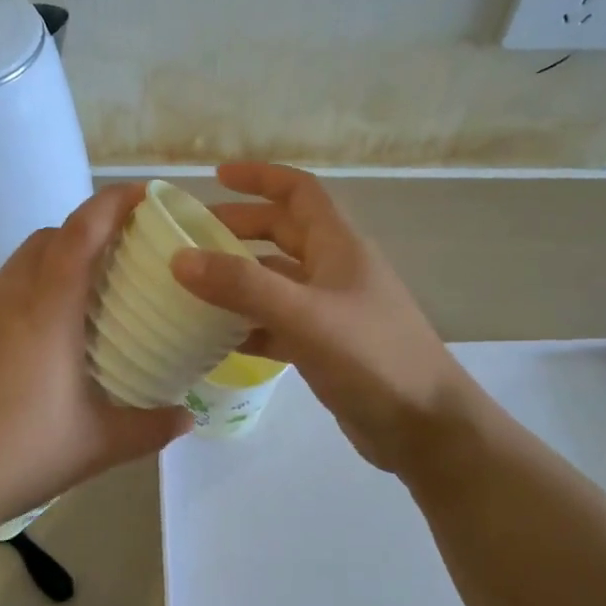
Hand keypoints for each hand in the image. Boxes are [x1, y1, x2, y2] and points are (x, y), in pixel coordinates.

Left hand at [0, 184, 191, 538]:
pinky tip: (14, 362)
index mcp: (47, 313)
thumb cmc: (20, 456)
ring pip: (11, 274)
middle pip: (44, 240)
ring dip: (43, 277)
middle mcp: (3, 300)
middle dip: (78, 235)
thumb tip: (188, 419)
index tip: (139, 194)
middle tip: (108, 264)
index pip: (80, 234)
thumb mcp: (97, 445)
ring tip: (64, 319)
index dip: (110, 204)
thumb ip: (150, 428)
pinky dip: (9, 313)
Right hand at [169, 163, 477, 473]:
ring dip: (238, 279)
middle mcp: (335, 270)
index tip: (215, 177)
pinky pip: (278, 323)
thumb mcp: (304, 315)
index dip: (259, 177)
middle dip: (238, 228)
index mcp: (339, 246)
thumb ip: (243, 286)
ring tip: (191, 287)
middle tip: (191, 238)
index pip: (298, 190)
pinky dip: (248, 324)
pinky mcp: (325, 347)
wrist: (425, 428)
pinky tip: (216, 338)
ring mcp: (331, 310)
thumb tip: (180, 258)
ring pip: (277, 280)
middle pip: (282, 233)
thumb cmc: (372, 358)